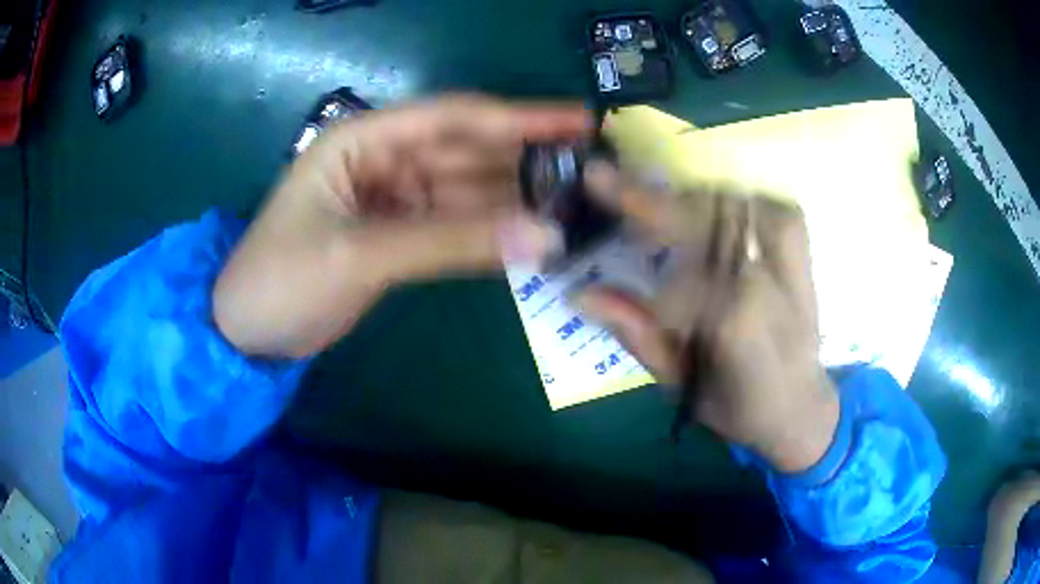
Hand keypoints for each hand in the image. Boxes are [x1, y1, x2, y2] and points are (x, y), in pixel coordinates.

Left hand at [214, 96, 588, 357]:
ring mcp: (393, 198)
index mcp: (364, 140)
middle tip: (590, 170)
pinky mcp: (398, 234)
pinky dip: (490, 230)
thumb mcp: (359, 255)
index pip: (454, 117)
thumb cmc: (282, 280)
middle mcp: (383, 159)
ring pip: (467, 188)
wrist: (248, 334)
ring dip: (515, 197)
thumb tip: (544, 236)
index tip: (578, 121)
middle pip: (467, 150)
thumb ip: (451, 242)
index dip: (519, 118)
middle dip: (526, 159)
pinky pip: (455, 223)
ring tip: (574, 204)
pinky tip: (529, 234)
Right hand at [576, 163, 838, 472]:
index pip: (673, 251)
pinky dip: (729, 200)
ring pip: (730, 199)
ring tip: (651, 203)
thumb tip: (581, 293)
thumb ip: (636, 334)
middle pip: (702, 213)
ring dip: (686, 196)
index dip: (632, 215)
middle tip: (608, 182)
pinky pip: (762, 201)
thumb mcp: (679, 385)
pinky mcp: (802, 247)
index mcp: (733, 320)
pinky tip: (705, 210)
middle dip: (651, 196)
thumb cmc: (738, 405)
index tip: (595, 187)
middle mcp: (764, 277)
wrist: (800, 403)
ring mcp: (790, 255)